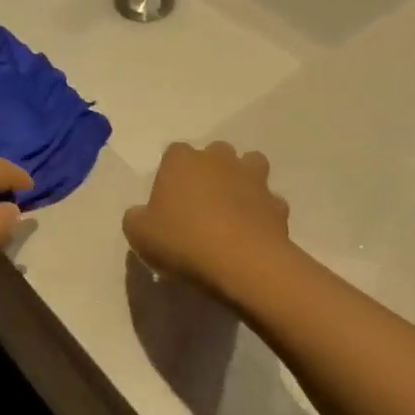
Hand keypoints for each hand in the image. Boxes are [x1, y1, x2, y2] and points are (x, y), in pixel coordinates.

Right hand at [123, 141, 291, 300]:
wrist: (241, 262)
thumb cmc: (183, 241)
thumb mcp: (139, 234)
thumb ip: (136, 218)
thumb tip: (142, 214)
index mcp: (182, 161)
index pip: (174, 153)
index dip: (171, 174)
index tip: (167, 200)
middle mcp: (220, 160)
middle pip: (215, 153)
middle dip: (210, 170)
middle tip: (200, 203)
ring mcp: (254, 179)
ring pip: (251, 165)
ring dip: (243, 181)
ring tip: (233, 209)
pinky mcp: (278, 204)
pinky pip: (269, 202)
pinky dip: (263, 212)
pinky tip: (253, 233)